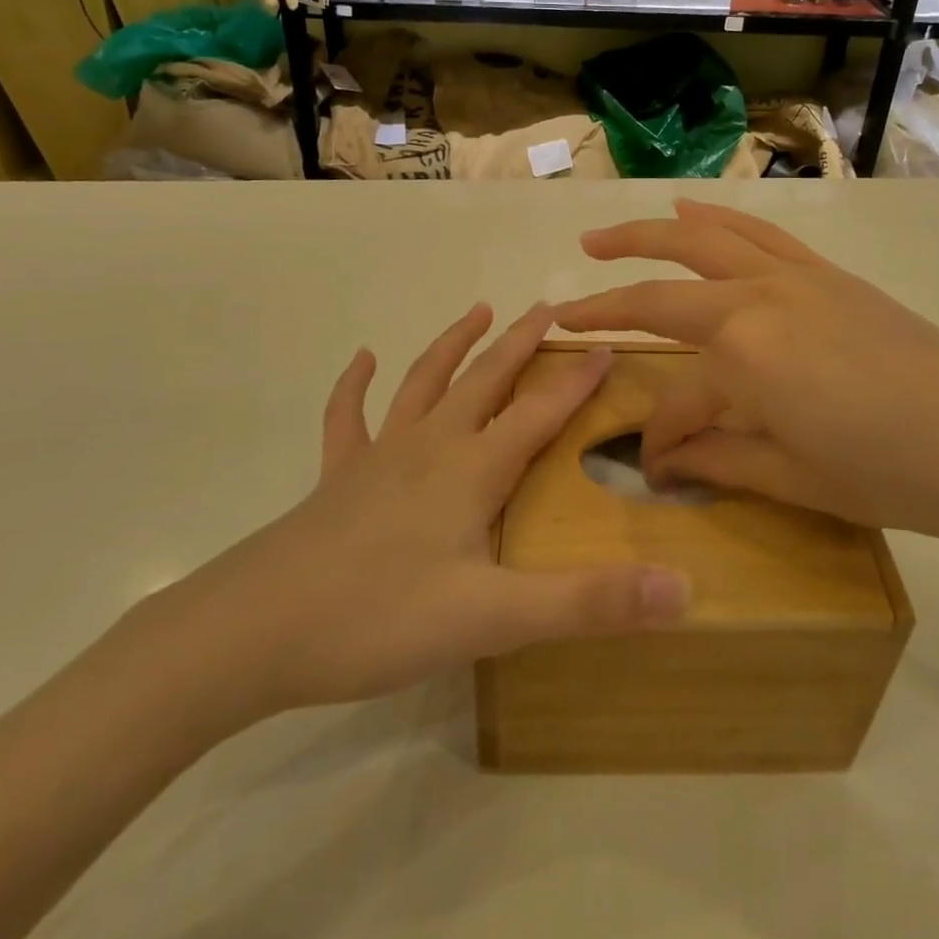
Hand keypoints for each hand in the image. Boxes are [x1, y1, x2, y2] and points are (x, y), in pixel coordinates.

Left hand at [126, 302, 690, 746]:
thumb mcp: (495, 618)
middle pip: (485, 380)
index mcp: (471, 470)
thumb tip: (684, 590)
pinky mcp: (337, 477)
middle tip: (548, 307)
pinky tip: (362, 360)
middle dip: (521, 344)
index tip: (607, 345)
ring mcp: (378, 457)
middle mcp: (429, 446)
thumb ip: (589, 602)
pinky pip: (348, 418)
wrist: (254, 630)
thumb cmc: (379, 618)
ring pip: (424, 383)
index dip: (577, 381)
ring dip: (453, 344)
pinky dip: (354, 385)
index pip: (539, 413)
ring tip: (478, 310)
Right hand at [554, 201, 938, 544]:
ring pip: (704, 237)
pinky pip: (758, 232)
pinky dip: (717, 218)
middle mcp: (757, 296)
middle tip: (567, 296)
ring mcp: (794, 276)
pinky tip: (696, 210)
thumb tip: (663, 463)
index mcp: (743, 352)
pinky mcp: (826, 273)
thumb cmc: (894, 472)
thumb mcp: (795, 478)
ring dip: (648, 233)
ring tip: (605, 236)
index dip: (660, 439)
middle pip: (663, 283)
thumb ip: (717, 459)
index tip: (655, 469)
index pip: (677, 398)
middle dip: (608, 291)